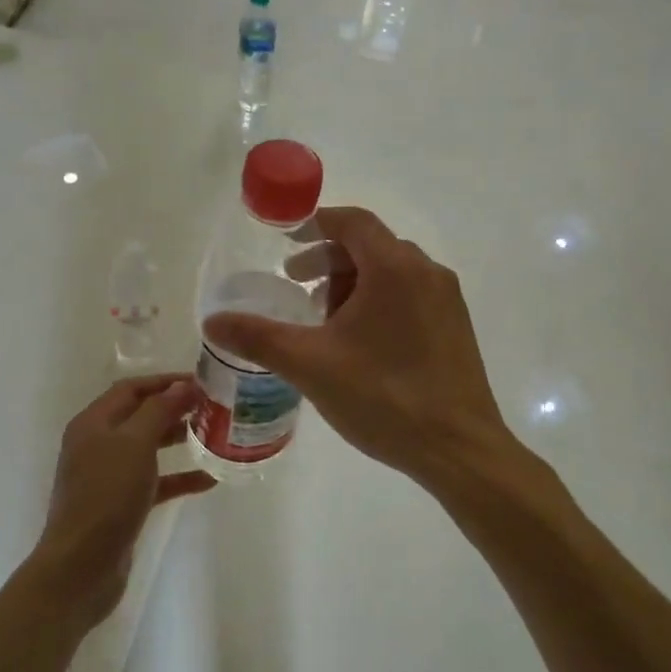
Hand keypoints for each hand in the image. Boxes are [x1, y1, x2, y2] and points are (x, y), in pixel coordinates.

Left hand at [32, 375, 214, 626]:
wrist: (82, 566)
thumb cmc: (107, 496)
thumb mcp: (134, 444)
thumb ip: (159, 411)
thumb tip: (183, 385)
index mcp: (93, 423)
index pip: (131, 389)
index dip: (165, 381)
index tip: (203, 381)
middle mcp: (98, 444)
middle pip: (140, 415)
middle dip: (176, 408)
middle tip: (214, 407)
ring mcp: (108, 476)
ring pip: (149, 448)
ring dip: (179, 439)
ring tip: (215, 435)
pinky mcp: (121, 504)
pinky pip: (155, 481)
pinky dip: (179, 477)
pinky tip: (210, 479)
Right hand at [202, 207, 512, 491]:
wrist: (458, 449)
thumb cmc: (383, 397)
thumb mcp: (310, 365)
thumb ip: (259, 338)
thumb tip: (213, 322)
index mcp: (394, 268)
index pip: (352, 222)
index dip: (315, 225)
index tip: (286, 242)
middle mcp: (427, 273)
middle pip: (372, 246)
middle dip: (330, 261)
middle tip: (297, 286)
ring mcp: (447, 301)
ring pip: (392, 274)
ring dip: (354, 284)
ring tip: (324, 319)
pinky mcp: (456, 328)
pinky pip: (411, 297)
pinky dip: (380, 303)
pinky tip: (361, 344)